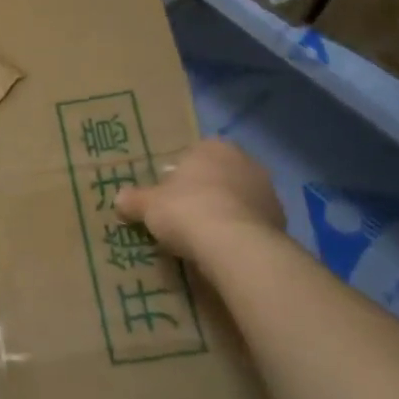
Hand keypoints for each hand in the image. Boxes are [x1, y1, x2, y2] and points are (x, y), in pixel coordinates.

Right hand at [114, 139, 285, 262]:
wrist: (235, 245)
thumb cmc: (186, 210)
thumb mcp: (149, 205)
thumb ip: (134, 199)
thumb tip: (118, 198)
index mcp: (213, 147)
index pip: (191, 157)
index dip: (176, 178)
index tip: (166, 200)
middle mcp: (245, 161)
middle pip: (216, 177)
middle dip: (202, 194)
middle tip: (182, 219)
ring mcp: (267, 191)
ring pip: (236, 200)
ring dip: (223, 213)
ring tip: (203, 240)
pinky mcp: (280, 220)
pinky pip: (250, 223)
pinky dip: (239, 233)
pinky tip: (224, 250)